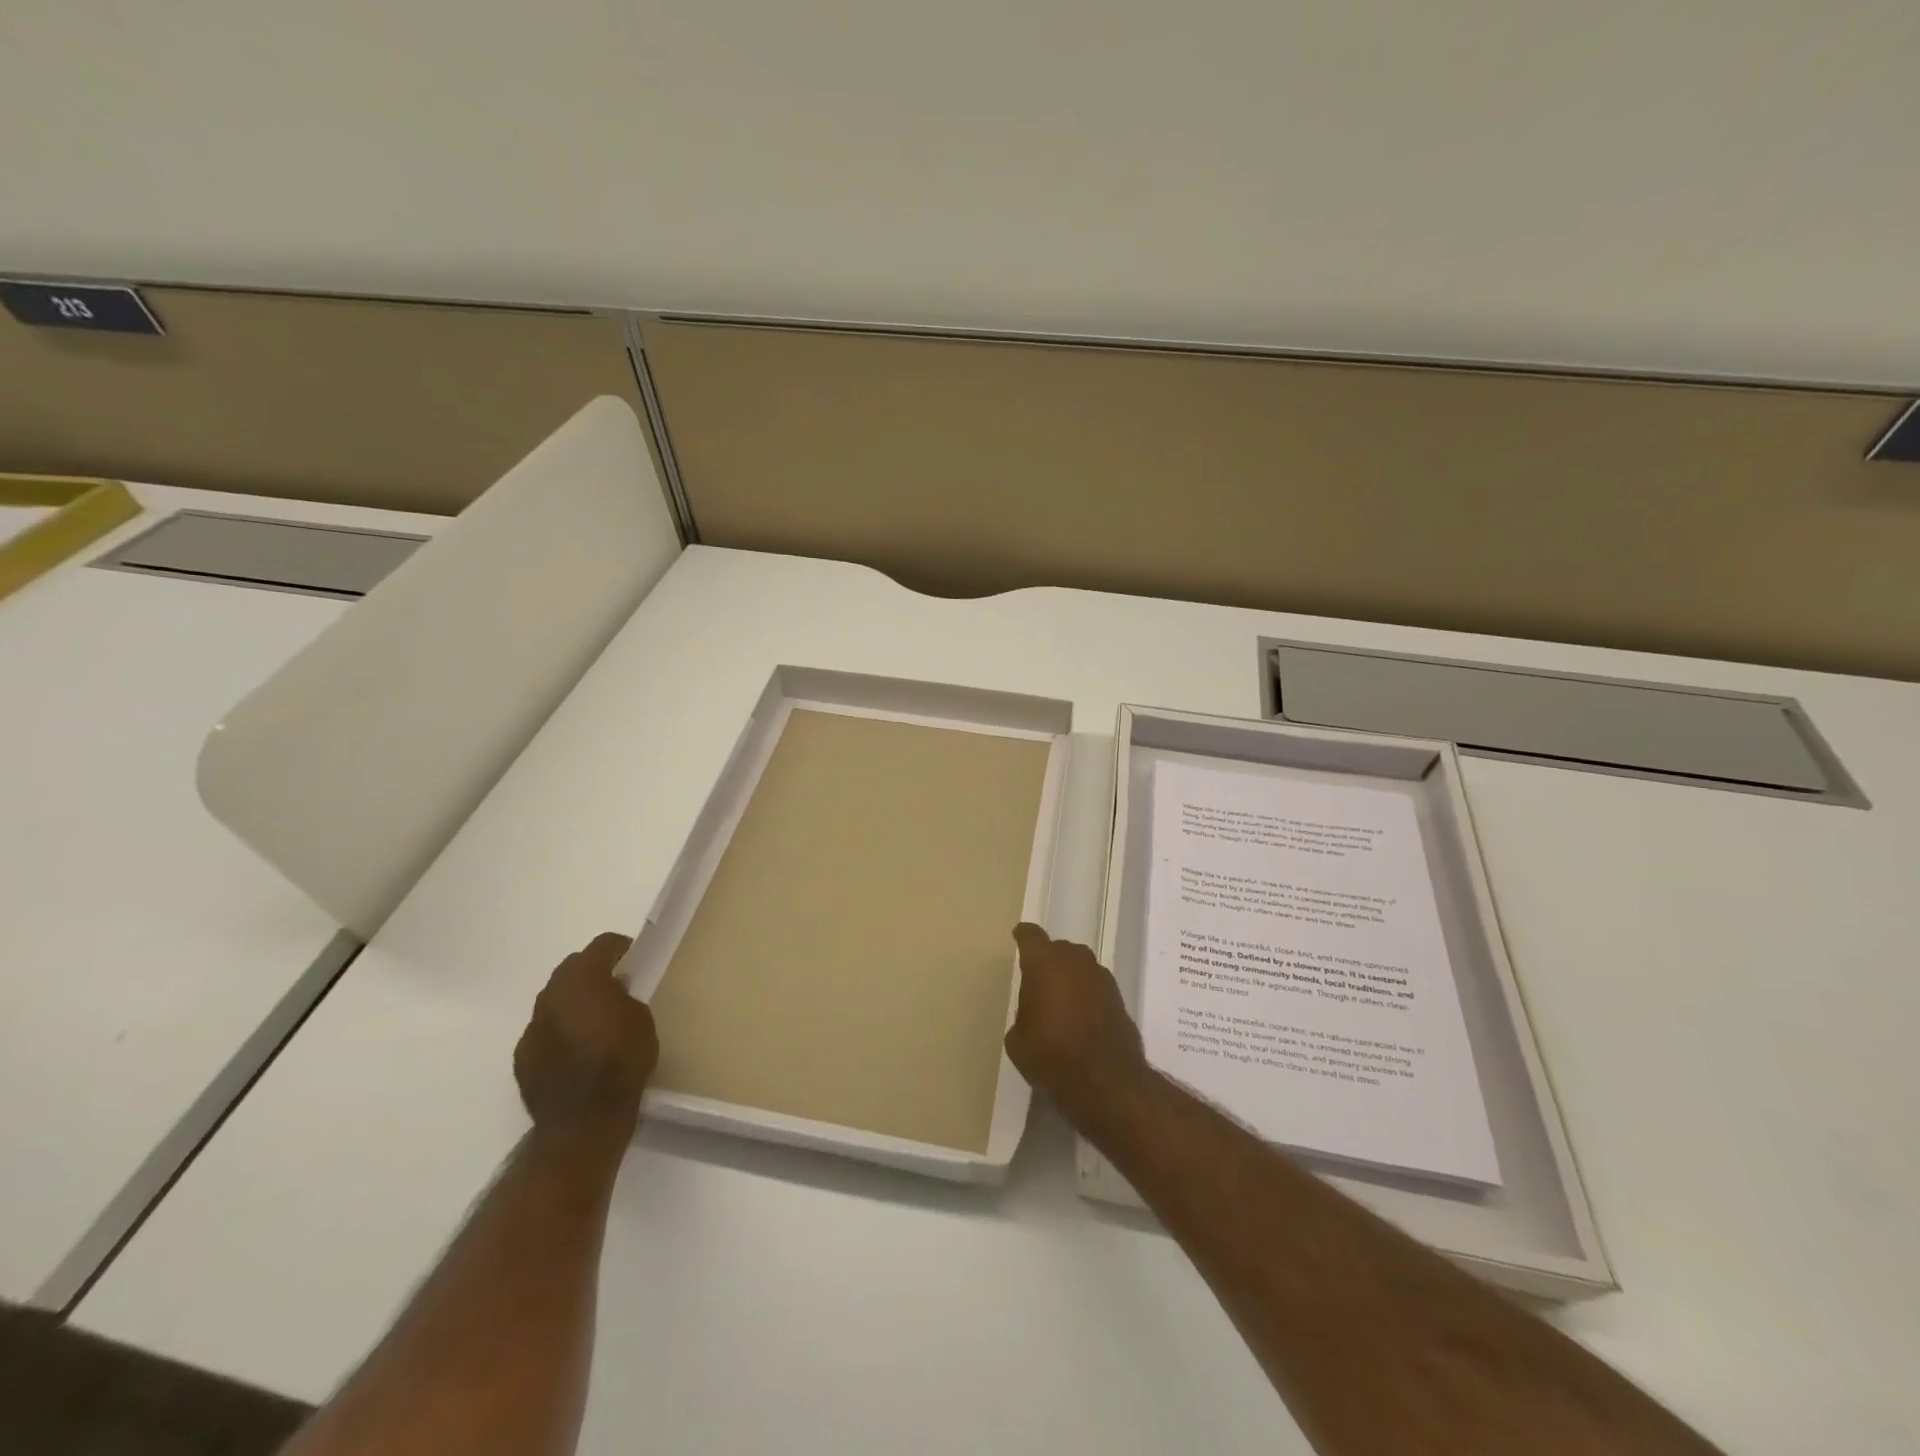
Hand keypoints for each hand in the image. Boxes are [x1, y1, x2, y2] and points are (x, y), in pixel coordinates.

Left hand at [514, 933, 657, 1139]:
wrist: (584, 1120)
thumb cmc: (622, 1062)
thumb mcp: (641, 1019)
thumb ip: (624, 996)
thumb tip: (614, 990)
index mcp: (583, 979)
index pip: (602, 945)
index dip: (621, 948)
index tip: (635, 958)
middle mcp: (551, 995)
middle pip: (572, 967)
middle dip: (593, 971)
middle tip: (616, 986)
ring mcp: (532, 1026)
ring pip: (555, 999)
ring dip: (574, 1001)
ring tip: (595, 1020)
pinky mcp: (523, 1055)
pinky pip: (544, 1030)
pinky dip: (560, 1030)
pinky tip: (577, 1049)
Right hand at [1007, 923, 1149, 1113]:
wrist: (1106, 1080)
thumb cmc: (1051, 1054)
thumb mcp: (1018, 1039)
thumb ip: (1023, 1014)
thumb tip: (1034, 1015)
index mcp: (1043, 961)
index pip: (1030, 936)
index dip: (1023, 937)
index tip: (1019, 938)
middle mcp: (1074, 959)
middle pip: (1058, 949)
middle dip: (1048, 961)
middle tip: (1038, 982)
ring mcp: (1101, 976)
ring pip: (1080, 966)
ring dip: (1071, 978)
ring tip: (1062, 1002)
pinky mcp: (1120, 997)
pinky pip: (1096, 987)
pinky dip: (1088, 996)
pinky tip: (1082, 1018)